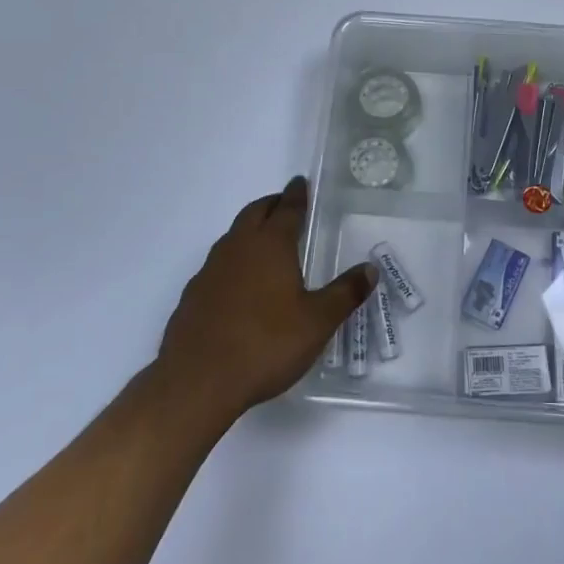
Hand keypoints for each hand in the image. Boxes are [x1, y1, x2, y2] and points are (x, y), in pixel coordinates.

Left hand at [158, 177, 376, 422]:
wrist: (197, 381)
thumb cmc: (265, 344)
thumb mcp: (317, 322)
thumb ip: (345, 293)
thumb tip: (370, 269)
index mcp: (271, 245)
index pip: (287, 209)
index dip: (297, 194)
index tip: (301, 182)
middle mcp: (238, 248)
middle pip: (255, 213)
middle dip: (272, 204)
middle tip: (285, 204)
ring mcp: (210, 271)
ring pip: (232, 236)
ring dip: (250, 230)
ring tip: (264, 242)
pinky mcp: (193, 296)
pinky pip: (217, 265)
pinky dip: (233, 261)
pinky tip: (239, 285)